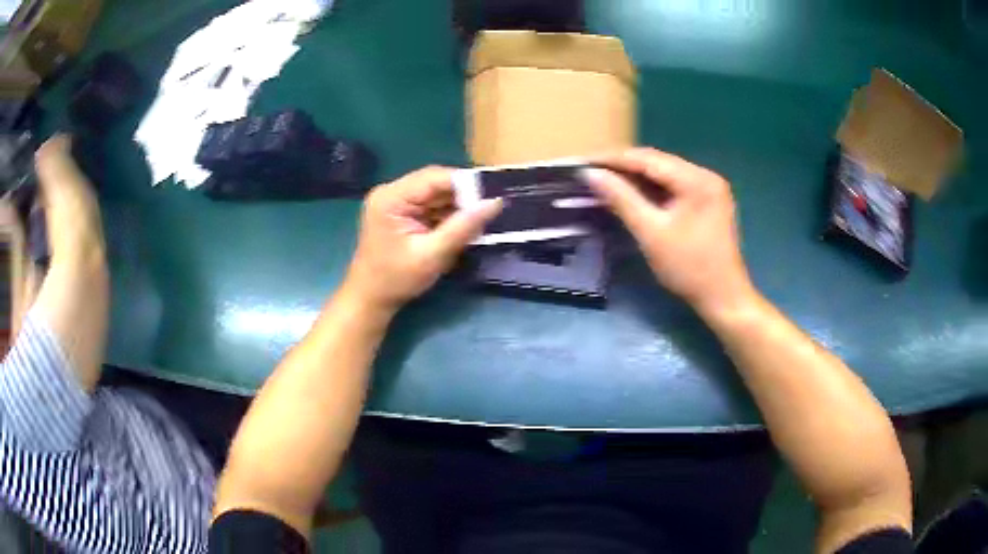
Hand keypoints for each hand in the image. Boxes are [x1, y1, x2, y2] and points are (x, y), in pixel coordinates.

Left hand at [342, 166, 501, 311]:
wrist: (370, 300)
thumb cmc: (395, 279)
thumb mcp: (432, 254)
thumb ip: (463, 227)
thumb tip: (496, 202)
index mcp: (391, 197)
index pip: (435, 177)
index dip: (466, 183)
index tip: (494, 194)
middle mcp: (393, 192)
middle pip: (437, 183)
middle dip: (464, 196)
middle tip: (493, 209)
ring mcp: (397, 202)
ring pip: (437, 195)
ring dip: (459, 207)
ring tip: (483, 218)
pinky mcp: (403, 213)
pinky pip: (432, 206)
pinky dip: (449, 216)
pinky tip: (465, 226)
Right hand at [585, 148, 754, 313]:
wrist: (723, 298)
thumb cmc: (688, 267)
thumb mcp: (651, 232)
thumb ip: (621, 199)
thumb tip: (591, 174)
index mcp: (697, 179)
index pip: (648, 159)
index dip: (614, 159)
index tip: (584, 162)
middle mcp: (705, 175)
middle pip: (658, 162)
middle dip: (624, 166)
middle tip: (592, 172)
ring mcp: (708, 188)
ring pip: (664, 173)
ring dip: (636, 177)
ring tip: (606, 180)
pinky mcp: (707, 201)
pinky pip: (673, 186)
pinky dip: (651, 189)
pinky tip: (632, 193)